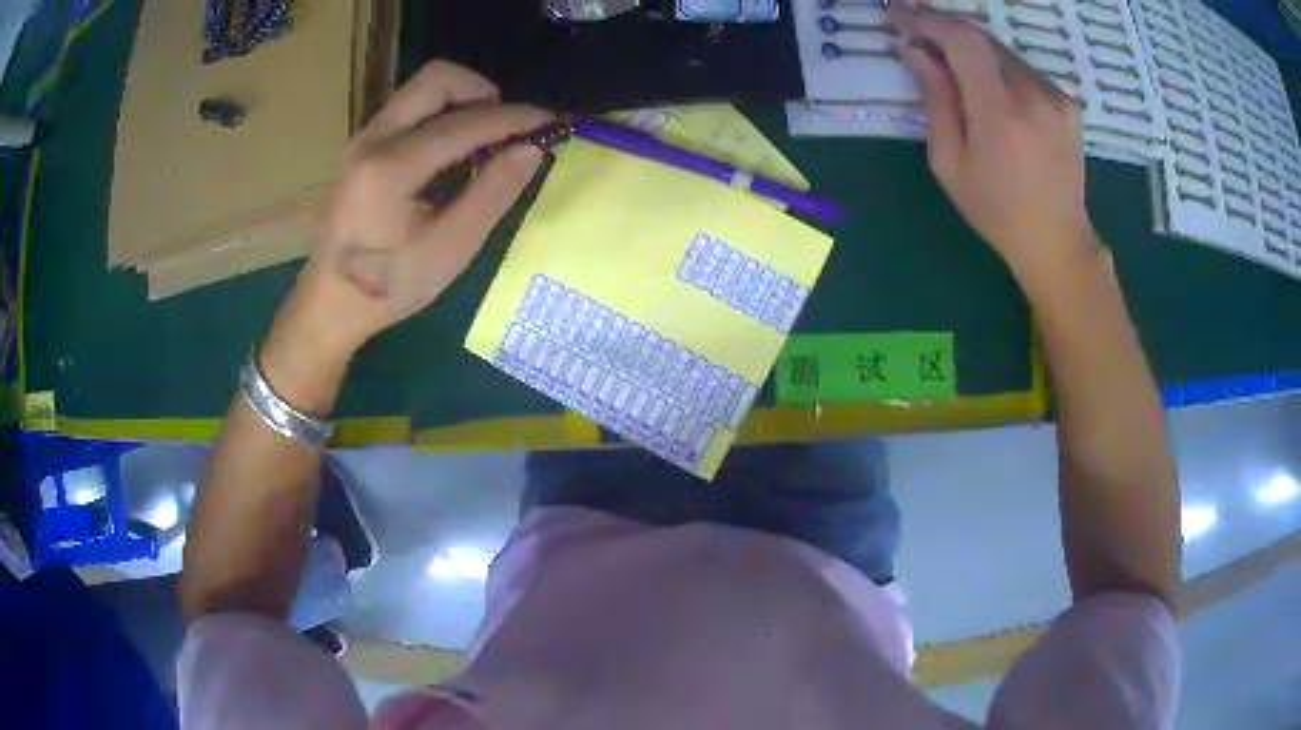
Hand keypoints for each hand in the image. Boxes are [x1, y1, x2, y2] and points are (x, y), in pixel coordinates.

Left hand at [272, 61, 551, 367]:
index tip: (550, 120)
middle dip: (481, 91)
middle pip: (435, 79)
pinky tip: (454, 152)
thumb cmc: (388, 287)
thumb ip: (490, 195)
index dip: (513, 117)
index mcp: (391, 167)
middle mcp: (372, 139)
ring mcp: (363, 139)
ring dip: (461, 101)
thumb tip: (531, 149)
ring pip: (421, 90)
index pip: (464, 122)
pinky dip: (441, 115)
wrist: (329, 304)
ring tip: (485, 141)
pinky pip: (409, 109)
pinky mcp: (362, 147)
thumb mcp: (448, 251)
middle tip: (506, 126)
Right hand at [890, 3, 1101, 286]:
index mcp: (1001, 113)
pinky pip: (1023, 69)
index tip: (898, 13)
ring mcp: (1056, 97)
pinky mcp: (1067, 102)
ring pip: (1003, 51)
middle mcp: (1033, 94)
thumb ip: (936, 99)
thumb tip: (915, 50)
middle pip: (982, 38)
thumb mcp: (950, 162)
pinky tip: (990, 89)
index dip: (926, 19)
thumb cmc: (996, 211)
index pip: (962, 40)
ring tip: (951, 66)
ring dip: (972, 50)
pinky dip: (998, 67)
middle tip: (917, 37)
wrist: (1057, 241)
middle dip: (945, 31)